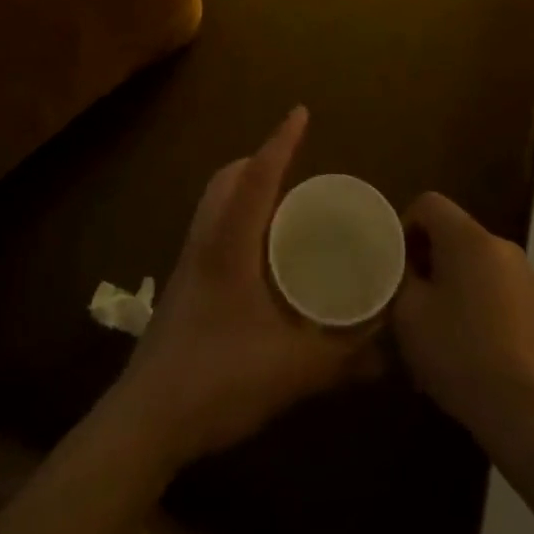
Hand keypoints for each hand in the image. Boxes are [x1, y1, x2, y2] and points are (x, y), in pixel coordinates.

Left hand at [116, 107, 378, 469]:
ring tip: (283, 203)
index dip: (280, 143)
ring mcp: (189, 263)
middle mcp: (205, 243)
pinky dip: (237, 218)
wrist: (145, 421)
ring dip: (245, 188)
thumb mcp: (292, 370)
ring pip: (215, 203)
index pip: (256, 178)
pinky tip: (260, 254)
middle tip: (295, 165)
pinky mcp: (184, 286)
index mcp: (229, 246)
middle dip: (259, 161)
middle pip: (227, 180)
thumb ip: (343, 358)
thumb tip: (388, 350)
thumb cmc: (217, 381)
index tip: (300, 112)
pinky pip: (212, 229)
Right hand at [392, 192, 533, 440]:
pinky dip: (477, 304)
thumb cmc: (459, 353)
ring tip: (437, 330)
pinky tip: (468, 348)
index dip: (405, 227)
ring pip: (474, 264)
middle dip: (428, 261)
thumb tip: (404, 266)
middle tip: (410, 302)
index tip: (396, 267)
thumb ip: (399, 277)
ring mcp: (525, 275)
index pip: (428, 203)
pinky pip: (496, 289)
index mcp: (468, 237)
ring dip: (452, 284)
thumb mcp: (408, 314)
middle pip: (452, 234)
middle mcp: (500, 244)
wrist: (528, 412)